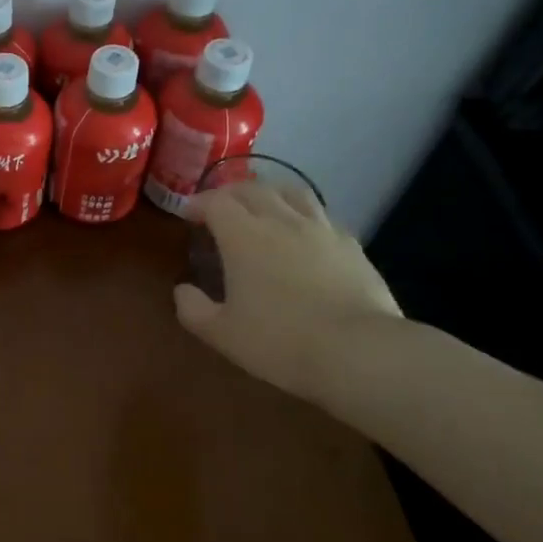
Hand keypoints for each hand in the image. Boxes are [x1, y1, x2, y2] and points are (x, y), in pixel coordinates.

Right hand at [173, 180, 400, 398]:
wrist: (359, 352)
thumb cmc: (280, 341)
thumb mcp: (221, 333)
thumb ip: (193, 308)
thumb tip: (183, 290)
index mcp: (244, 236)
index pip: (216, 202)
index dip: (198, 203)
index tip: (188, 214)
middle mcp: (281, 221)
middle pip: (253, 188)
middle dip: (231, 193)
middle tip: (220, 208)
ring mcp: (322, 230)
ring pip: (293, 192)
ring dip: (271, 193)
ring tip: (264, 208)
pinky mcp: (352, 246)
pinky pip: (323, 216)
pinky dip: (304, 216)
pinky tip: (304, 235)